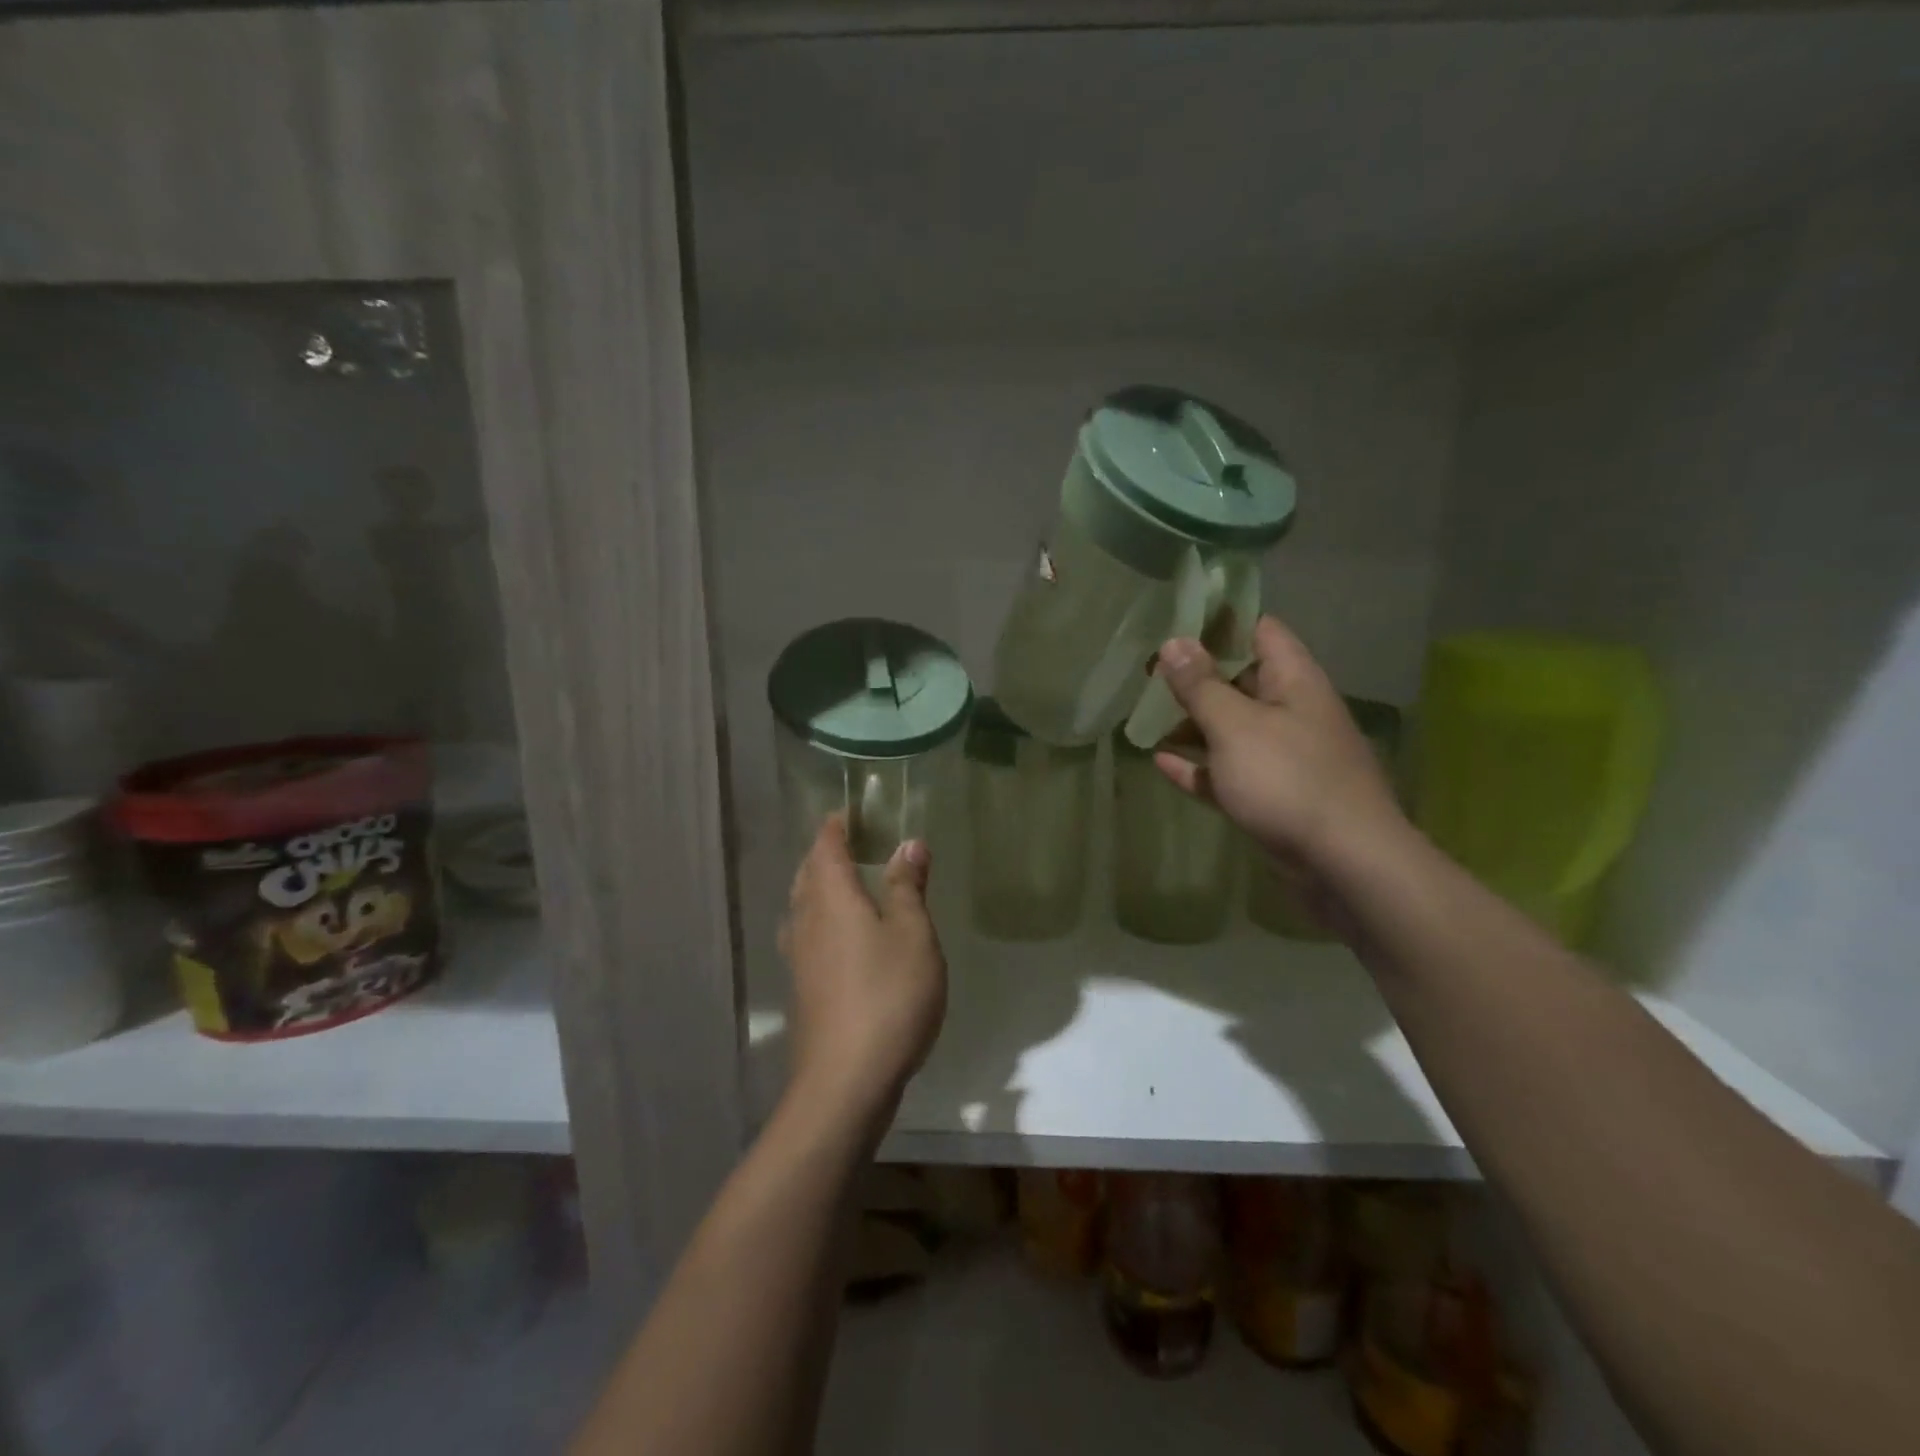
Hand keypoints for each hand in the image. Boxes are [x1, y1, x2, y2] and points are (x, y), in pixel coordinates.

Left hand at [780, 817, 947, 1130]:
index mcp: (831, 898)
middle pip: (807, 874)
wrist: (846, 1080)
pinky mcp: (803, 989)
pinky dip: (819, 920)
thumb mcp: (912, 934)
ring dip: (818, 886)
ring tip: (842, 882)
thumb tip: (909, 843)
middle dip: (824, 854)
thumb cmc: (888, 995)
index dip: (835, 827)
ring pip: (802, 906)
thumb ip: (907, 887)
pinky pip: (806, 935)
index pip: (826, 848)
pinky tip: (836, 937)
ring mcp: (799, 958)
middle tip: (848, 842)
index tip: (849, 813)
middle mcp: (806, 921)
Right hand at [1152, 616, 1407, 874]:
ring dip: (1193, 723)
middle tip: (1147, 672)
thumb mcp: (1235, 725)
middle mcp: (1292, 712)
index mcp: (1294, 681)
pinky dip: (1199, 766)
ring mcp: (1283, 757)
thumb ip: (1201, 685)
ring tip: (1145, 717)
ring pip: (1231, 728)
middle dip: (1195, 676)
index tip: (1175, 621)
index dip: (1219, 622)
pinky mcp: (1273, 796)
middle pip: (1240, 681)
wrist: (1344, 863)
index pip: (1260, 631)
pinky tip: (1161, 763)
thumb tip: (1173, 641)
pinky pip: (1228, 772)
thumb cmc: (1288, 779)